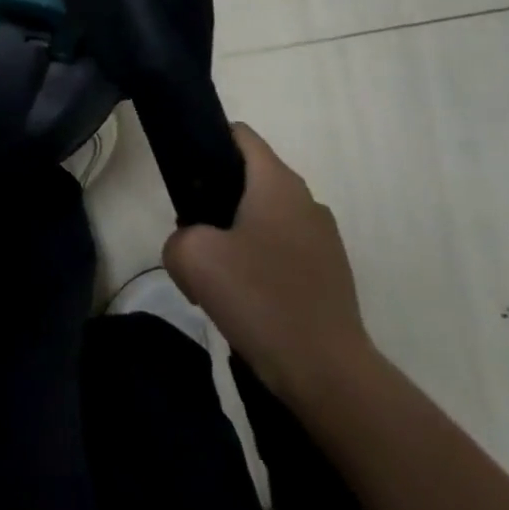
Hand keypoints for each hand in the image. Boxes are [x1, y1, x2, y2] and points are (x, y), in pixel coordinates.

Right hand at [164, 124, 371, 403]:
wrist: (328, 374)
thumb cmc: (260, 298)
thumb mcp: (193, 258)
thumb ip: (177, 237)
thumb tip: (190, 244)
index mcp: (277, 182)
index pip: (240, 135)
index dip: (208, 141)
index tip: (185, 171)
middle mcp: (306, 199)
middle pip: (250, 177)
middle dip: (217, 196)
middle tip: (192, 230)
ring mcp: (324, 238)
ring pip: (266, 216)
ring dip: (237, 233)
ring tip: (217, 272)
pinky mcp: (331, 273)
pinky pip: (284, 249)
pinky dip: (261, 262)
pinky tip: (246, 298)